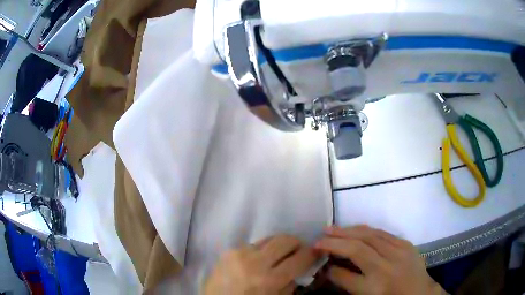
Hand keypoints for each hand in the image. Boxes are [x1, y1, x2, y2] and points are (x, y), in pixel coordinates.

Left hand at [204, 234, 318, 294]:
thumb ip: (289, 285)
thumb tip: (300, 269)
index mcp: (269, 280)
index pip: (299, 259)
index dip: (312, 253)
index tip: (317, 251)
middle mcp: (255, 262)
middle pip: (285, 240)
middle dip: (297, 243)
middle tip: (299, 251)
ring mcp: (239, 253)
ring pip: (269, 239)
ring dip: (279, 245)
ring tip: (279, 255)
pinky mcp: (228, 251)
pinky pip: (252, 245)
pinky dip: (261, 250)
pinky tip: (258, 261)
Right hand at [315, 226, 445, 294]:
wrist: (418, 292)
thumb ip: (347, 281)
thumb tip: (329, 268)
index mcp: (376, 282)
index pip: (349, 264)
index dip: (332, 254)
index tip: (317, 249)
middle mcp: (388, 264)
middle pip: (360, 245)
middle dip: (338, 238)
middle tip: (322, 233)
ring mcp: (400, 250)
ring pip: (372, 235)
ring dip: (351, 230)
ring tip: (335, 228)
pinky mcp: (406, 243)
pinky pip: (384, 233)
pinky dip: (367, 230)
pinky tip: (357, 230)